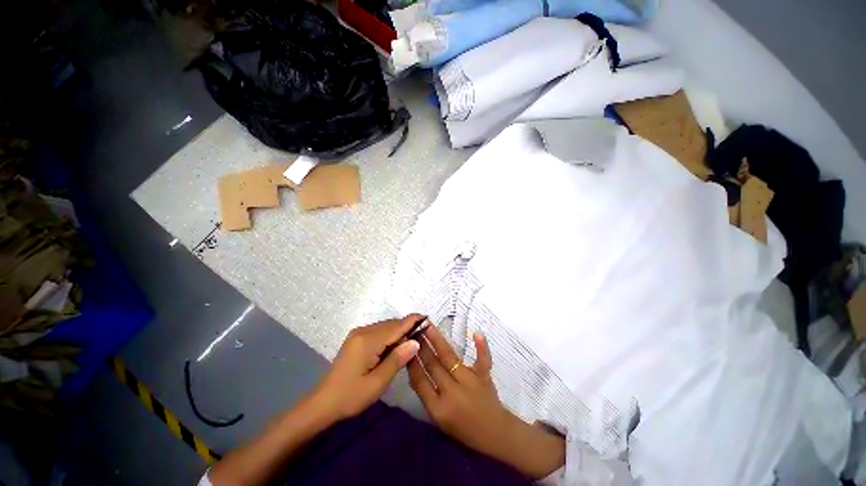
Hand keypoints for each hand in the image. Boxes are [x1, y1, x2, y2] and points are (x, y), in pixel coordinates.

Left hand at [311, 314, 423, 420]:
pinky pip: (379, 331)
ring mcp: (359, 333)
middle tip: (422, 337)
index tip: (428, 319)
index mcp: (368, 340)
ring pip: (386, 327)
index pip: (396, 326)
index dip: (413, 321)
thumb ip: (397, 360)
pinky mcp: (357, 338)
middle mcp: (363, 331)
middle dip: (407, 328)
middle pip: (391, 324)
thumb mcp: (377, 383)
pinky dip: (390, 336)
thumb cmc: (351, 396)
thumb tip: (415, 341)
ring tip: (411, 343)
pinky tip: (395, 348)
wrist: (323, 403)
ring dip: (399, 333)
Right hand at [408, 325, 564, 478]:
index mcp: (438, 408)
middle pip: (433, 365)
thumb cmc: (462, 428)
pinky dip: (481, 347)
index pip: (420, 380)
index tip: (405, 346)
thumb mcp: (438, 419)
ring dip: (437, 340)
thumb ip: (426, 395)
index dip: (412, 362)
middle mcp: (452, 392)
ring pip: (449, 357)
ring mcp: (470, 381)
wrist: (494, 434)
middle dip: (421, 346)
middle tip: (413, 330)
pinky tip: (477, 333)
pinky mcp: (484, 376)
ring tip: (428, 326)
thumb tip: (414, 367)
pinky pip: (483, 359)